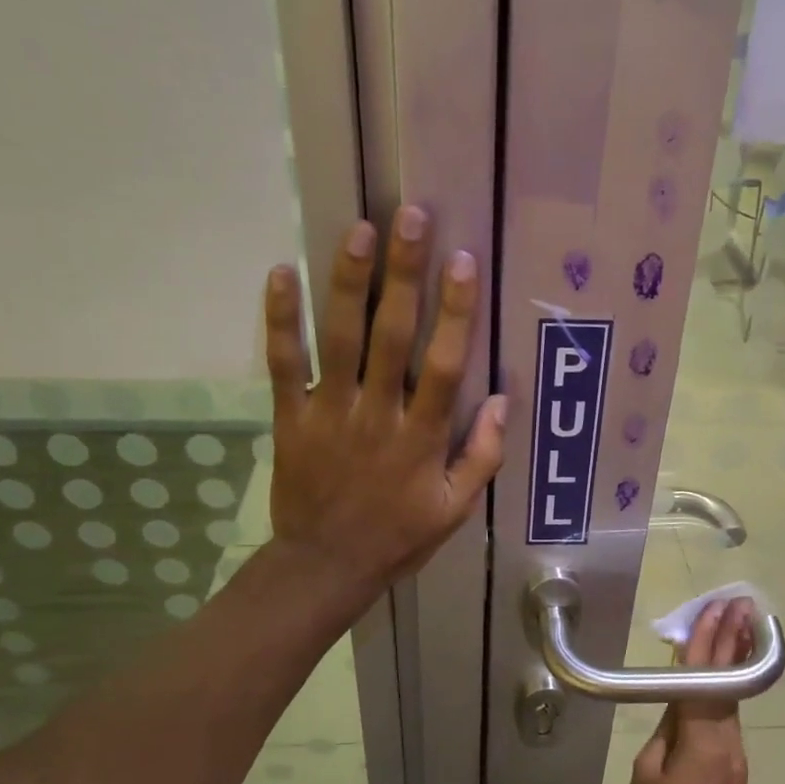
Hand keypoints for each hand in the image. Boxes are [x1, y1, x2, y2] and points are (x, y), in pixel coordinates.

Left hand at [264, 206, 506, 592]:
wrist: (325, 566)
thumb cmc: (397, 537)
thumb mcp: (455, 510)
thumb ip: (483, 457)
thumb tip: (503, 401)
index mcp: (422, 439)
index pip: (443, 365)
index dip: (454, 312)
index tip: (463, 261)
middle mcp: (377, 415)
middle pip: (391, 336)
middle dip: (403, 274)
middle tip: (410, 217)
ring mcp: (329, 413)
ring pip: (338, 339)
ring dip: (348, 282)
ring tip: (357, 229)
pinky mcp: (290, 417)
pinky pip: (283, 364)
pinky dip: (280, 320)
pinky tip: (281, 273)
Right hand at [626, 598, 755, 783]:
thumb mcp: (646, 773)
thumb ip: (665, 731)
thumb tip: (677, 704)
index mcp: (702, 743)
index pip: (703, 680)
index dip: (707, 643)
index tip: (715, 610)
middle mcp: (728, 744)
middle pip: (728, 682)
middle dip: (734, 640)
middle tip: (741, 604)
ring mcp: (736, 756)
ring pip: (731, 698)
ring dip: (732, 659)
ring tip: (737, 623)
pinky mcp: (734, 767)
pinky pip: (727, 718)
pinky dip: (724, 688)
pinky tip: (719, 673)